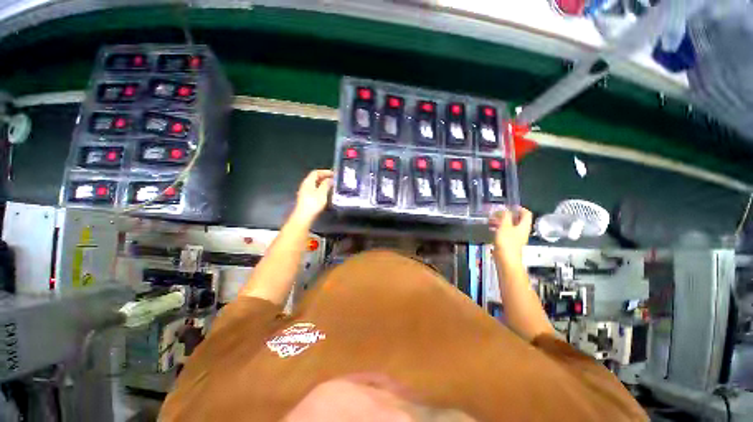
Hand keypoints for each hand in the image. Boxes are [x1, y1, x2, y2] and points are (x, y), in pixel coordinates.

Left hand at [291, 169, 332, 224]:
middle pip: (315, 178)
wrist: (304, 217)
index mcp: (308, 182)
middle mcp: (305, 185)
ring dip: (323, 183)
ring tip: (332, 186)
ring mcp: (305, 192)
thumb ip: (326, 184)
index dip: (325, 172)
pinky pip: (315, 190)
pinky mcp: (306, 199)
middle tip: (334, 180)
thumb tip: (330, 179)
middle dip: (325, 177)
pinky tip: (326, 193)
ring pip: (315, 184)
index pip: (316, 172)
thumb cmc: (313, 203)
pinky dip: (321, 189)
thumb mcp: (322, 192)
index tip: (334, 174)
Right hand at [489, 208, 532, 259]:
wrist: (506, 260)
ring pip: (510, 226)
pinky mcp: (509, 242)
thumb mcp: (505, 226)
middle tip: (496, 214)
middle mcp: (521, 231)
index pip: (526, 213)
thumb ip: (505, 216)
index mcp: (524, 226)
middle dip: (506, 215)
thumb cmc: (507, 241)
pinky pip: (505, 232)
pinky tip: (491, 229)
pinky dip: (499, 228)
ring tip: (491, 220)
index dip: (519, 208)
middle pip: (517, 219)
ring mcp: (515, 237)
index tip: (508, 207)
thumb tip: (505, 210)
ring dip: (501, 221)